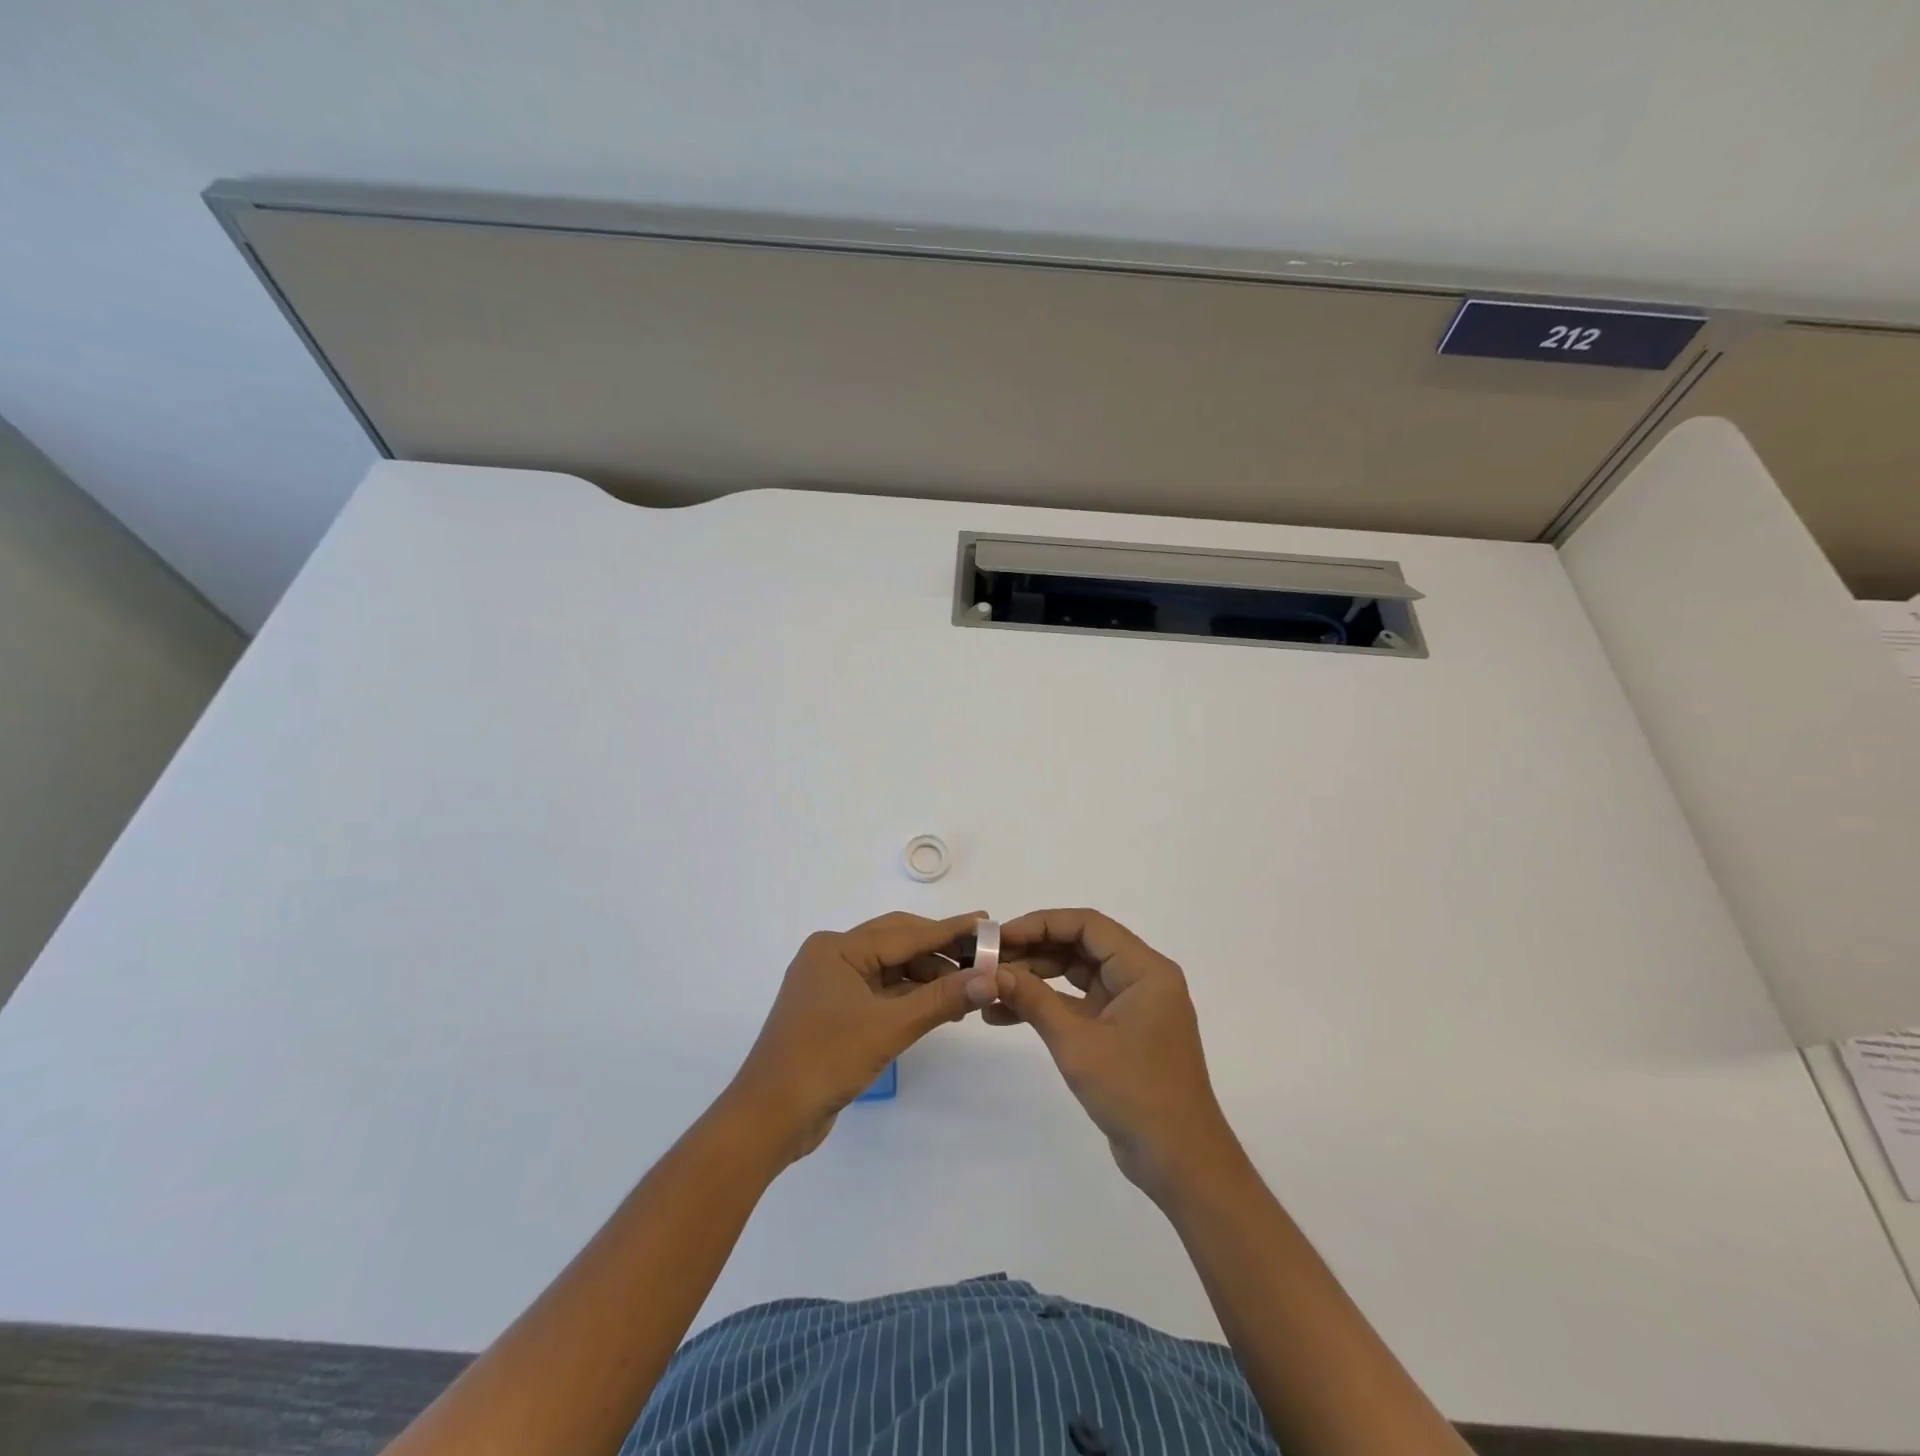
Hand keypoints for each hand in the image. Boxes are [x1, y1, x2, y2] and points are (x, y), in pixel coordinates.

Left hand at [729, 911, 997, 1160]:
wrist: (768, 1118)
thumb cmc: (825, 1060)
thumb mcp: (889, 1027)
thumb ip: (941, 999)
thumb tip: (990, 978)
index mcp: (837, 948)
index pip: (905, 933)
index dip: (949, 930)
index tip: (987, 924)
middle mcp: (832, 957)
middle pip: (896, 944)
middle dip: (939, 952)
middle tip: (982, 957)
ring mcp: (830, 985)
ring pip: (889, 970)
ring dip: (926, 978)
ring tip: (967, 988)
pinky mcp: (833, 1012)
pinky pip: (879, 992)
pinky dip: (908, 997)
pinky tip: (937, 1007)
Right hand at [988, 908, 1242, 1198]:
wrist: (1180, 1163)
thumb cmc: (1135, 1093)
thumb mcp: (1077, 1043)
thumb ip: (1033, 1000)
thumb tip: (991, 971)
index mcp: (1145, 969)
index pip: (1087, 925)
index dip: (1041, 924)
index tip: (1000, 938)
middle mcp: (1141, 978)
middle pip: (1080, 946)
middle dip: (1032, 952)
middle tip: (988, 962)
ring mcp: (1130, 1006)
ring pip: (1075, 975)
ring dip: (1034, 980)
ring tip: (990, 989)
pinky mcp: (1120, 1031)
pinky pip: (1078, 1004)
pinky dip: (1046, 1007)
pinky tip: (1005, 1016)